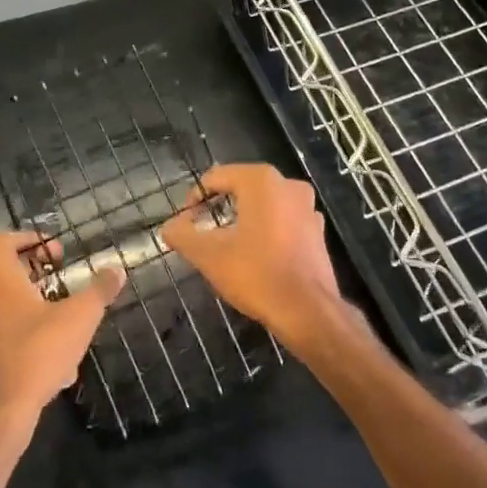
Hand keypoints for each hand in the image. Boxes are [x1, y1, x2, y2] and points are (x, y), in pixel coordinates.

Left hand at [0, 231, 122, 428]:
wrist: (3, 409)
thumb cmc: (40, 350)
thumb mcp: (80, 316)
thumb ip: (100, 290)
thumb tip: (117, 270)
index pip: (5, 242)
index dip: (31, 240)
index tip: (57, 252)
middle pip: (5, 272)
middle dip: (36, 273)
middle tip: (62, 279)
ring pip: (5, 304)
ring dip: (32, 304)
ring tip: (63, 317)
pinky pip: (4, 333)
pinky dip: (27, 334)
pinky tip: (55, 357)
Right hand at [160, 163, 364, 356]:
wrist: (307, 310)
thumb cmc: (256, 274)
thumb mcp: (208, 255)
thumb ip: (182, 235)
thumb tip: (169, 226)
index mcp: (261, 181)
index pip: (217, 177)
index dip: (196, 196)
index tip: (184, 220)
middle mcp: (288, 185)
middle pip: (242, 187)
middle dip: (219, 205)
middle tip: (201, 229)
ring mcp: (307, 207)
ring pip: (264, 204)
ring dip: (243, 217)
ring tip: (225, 241)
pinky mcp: (317, 231)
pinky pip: (283, 221)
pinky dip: (266, 230)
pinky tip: (255, 253)